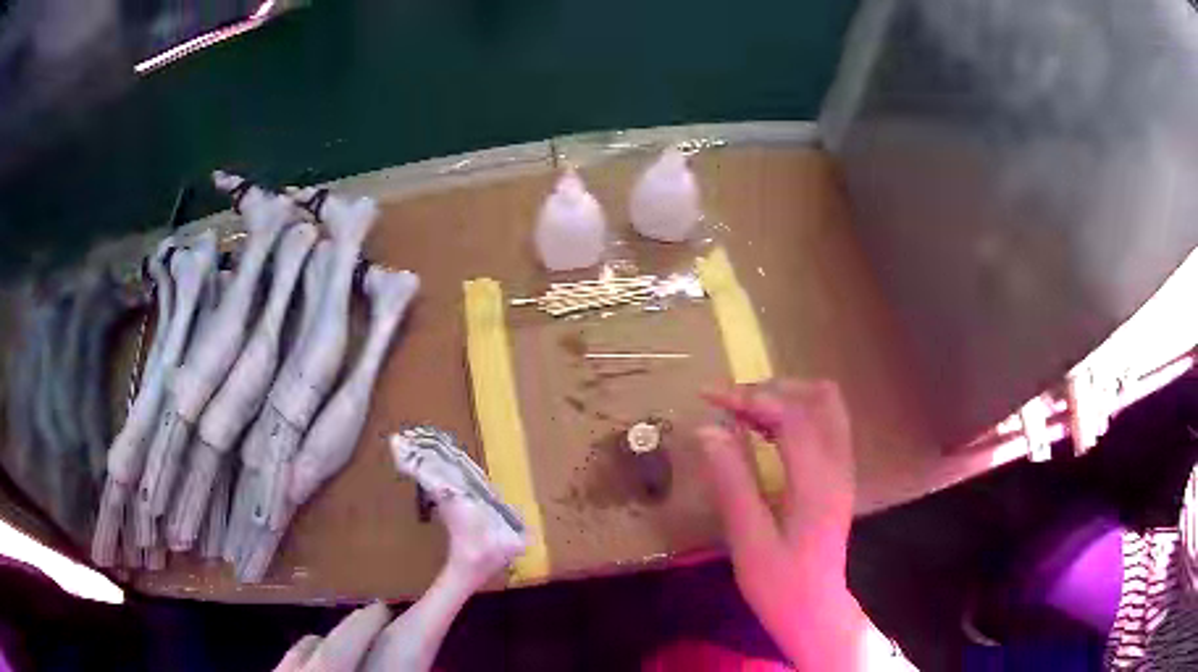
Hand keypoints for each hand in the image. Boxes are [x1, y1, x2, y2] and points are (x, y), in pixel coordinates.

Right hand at [698, 379, 867, 669]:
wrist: (815, 610)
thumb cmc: (780, 584)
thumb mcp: (748, 540)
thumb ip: (732, 482)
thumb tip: (708, 430)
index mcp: (817, 481)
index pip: (792, 414)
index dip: (750, 397)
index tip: (709, 396)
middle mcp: (837, 466)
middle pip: (820, 397)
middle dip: (773, 388)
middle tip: (730, 403)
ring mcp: (842, 469)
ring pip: (826, 407)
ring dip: (785, 398)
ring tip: (743, 412)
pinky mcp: (838, 477)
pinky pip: (823, 425)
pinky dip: (793, 415)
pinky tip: (763, 432)